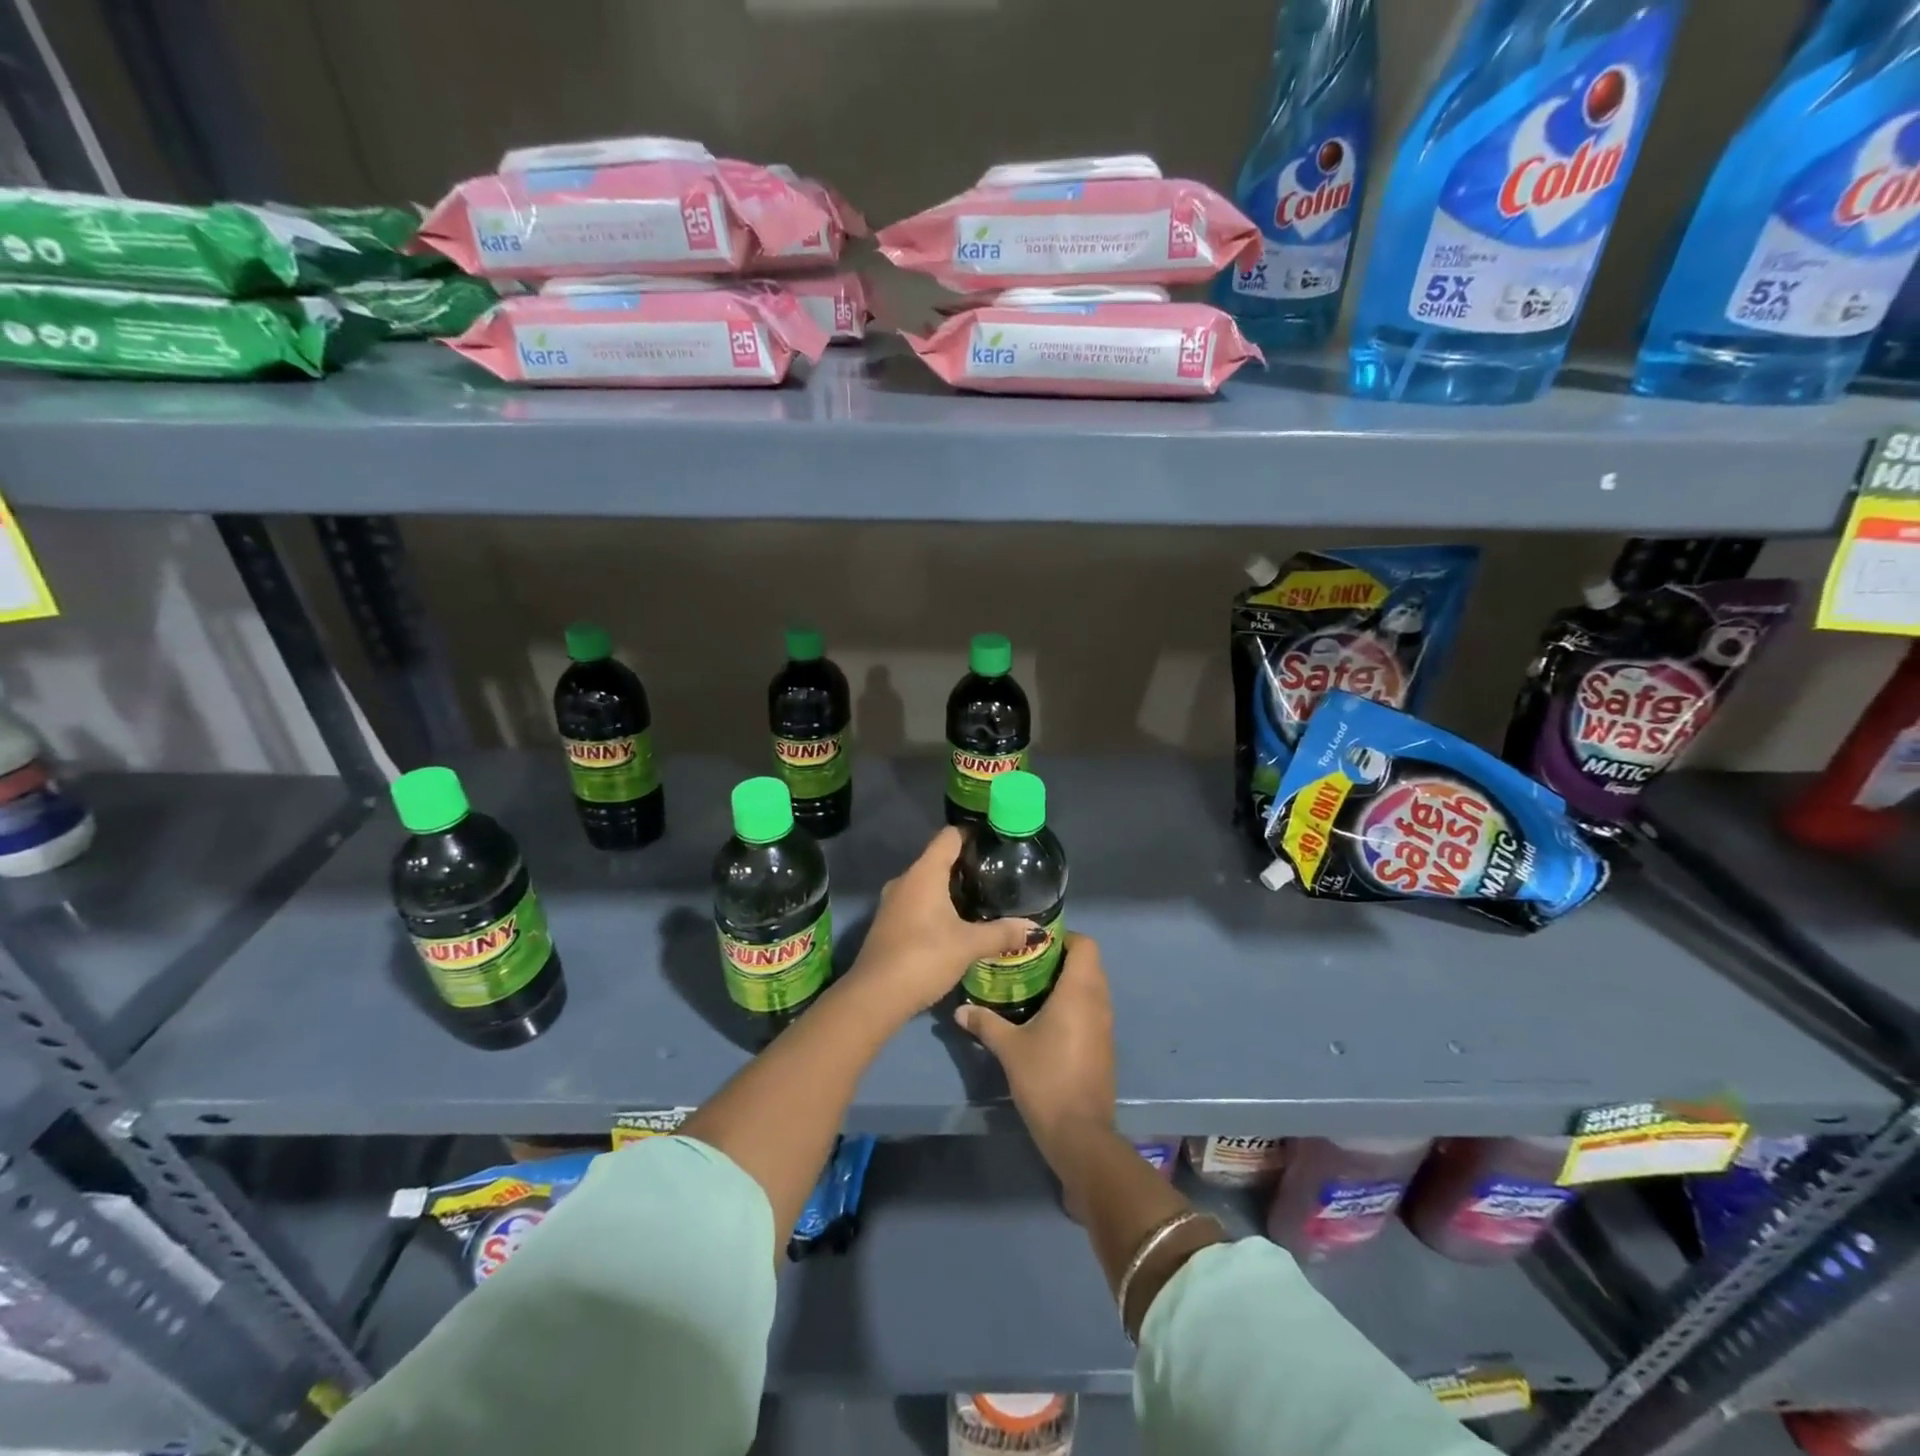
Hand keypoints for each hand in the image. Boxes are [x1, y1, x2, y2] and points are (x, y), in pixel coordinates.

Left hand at [846, 826, 1037, 1020]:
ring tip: (982, 900)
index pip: (949, 836)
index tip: (996, 843)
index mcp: (924, 873)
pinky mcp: (888, 923)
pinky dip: (937, 906)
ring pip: (927, 883)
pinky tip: (956, 924)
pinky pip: (917, 903)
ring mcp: (893, 902)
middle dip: (966, 865)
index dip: (973, 834)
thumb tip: (1037, 929)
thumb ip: (1002, 933)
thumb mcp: (968, 945)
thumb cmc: (923, 957)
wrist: (875, 996)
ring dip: (951, 888)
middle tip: (997, 876)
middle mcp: (905, 880)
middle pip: (938, 859)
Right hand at [956, 934, 1115, 1152]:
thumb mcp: (1009, 1048)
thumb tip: (960, 1009)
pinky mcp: (1104, 1046)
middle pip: (1089, 963)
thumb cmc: (1046, 1079)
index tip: (1034, 944)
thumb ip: (985, 1022)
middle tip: (1026, 963)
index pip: (1085, 944)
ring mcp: (1105, 1026)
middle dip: (1060, 959)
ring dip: (1067, 983)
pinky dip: (1074, 1005)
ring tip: (1032, 988)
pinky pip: (1092, 1010)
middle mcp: (1098, 1002)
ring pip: (1091, 988)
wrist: (1079, 1134)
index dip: (1063, 938)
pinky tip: (1045, 1019)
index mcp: (1080, 991)